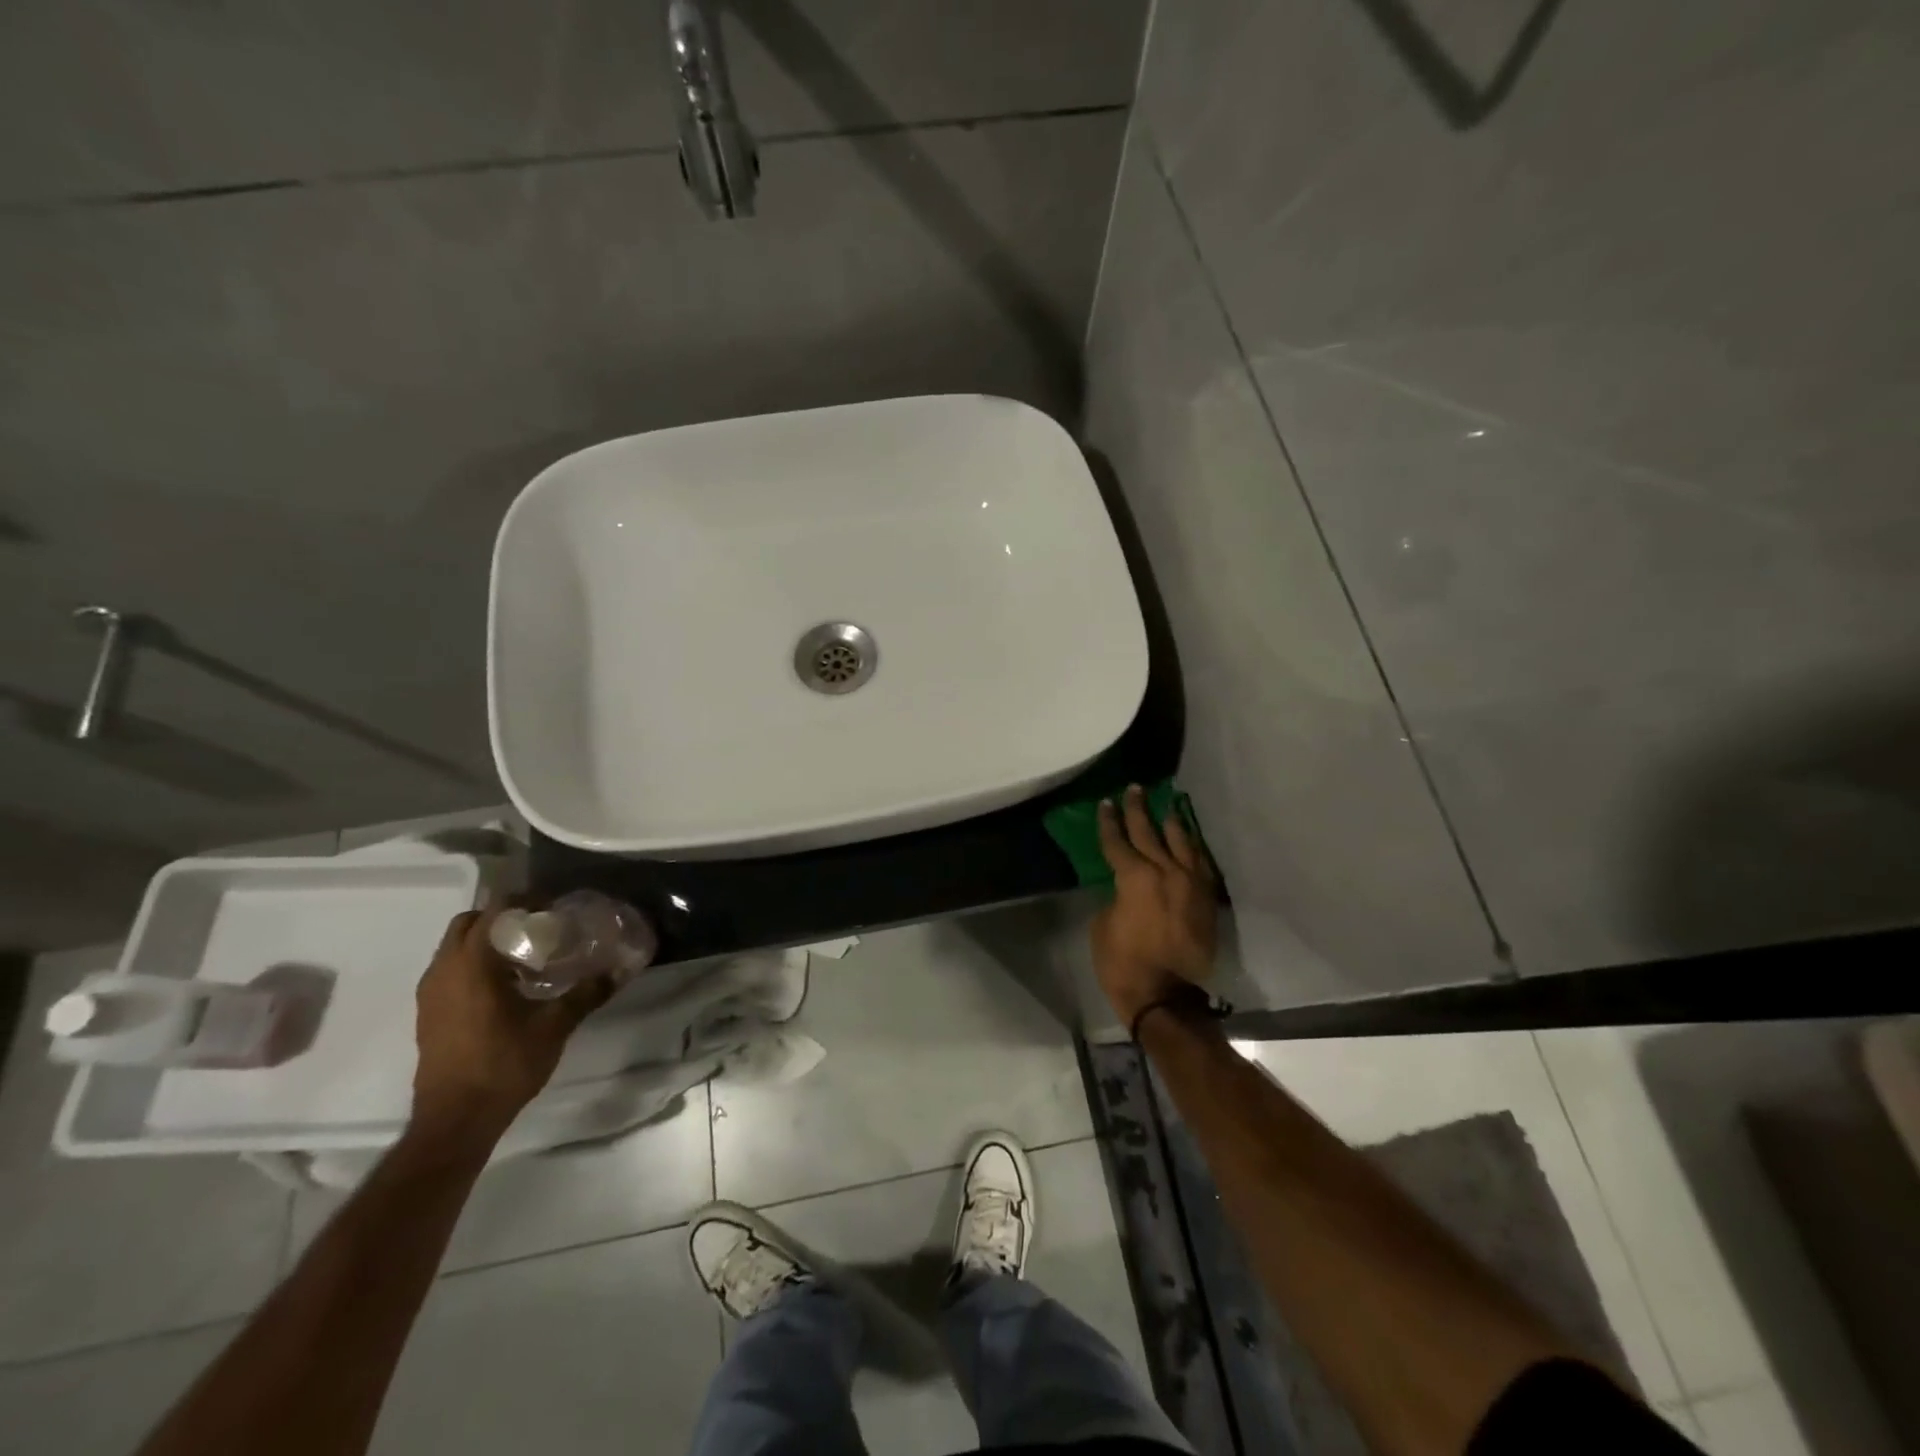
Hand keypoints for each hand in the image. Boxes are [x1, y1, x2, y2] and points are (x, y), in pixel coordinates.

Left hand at [409, 905, 613, 1148]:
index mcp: (471, 965)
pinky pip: (451, 971)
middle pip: (468, 923)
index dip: (524, 901)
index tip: (553, 907)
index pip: (493, 911)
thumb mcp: (554, 1026)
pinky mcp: (429, 1014)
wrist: (456, 1120)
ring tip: (527, 955)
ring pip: (455, 948)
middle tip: (539, 927)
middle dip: (502, 917)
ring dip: (487, 942)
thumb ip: (586, 993)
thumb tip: (619, 971)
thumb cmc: (504, 1064)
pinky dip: (475, 964)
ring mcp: (431, 994)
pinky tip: (507, 986)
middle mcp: (444, 971)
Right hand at [1090, 784, 1218, 1029]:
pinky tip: (1189, 839)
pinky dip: (1193, 848)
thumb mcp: (1103, 925)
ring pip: (1181, 843)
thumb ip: (1116, 897)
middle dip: (1139, 810)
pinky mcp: (1207, 900)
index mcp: (1134, 877)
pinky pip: (1201, 864)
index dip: (1109, 821)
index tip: (1106, 802)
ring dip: (1171, 822)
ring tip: (1167, 804)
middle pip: (1150, 833)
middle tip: (1135, 789)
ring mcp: (1191, 885)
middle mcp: (1166, 872)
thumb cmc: (1124, 963)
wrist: (1167, 997)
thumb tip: (1127, 889)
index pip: (1118, 841)